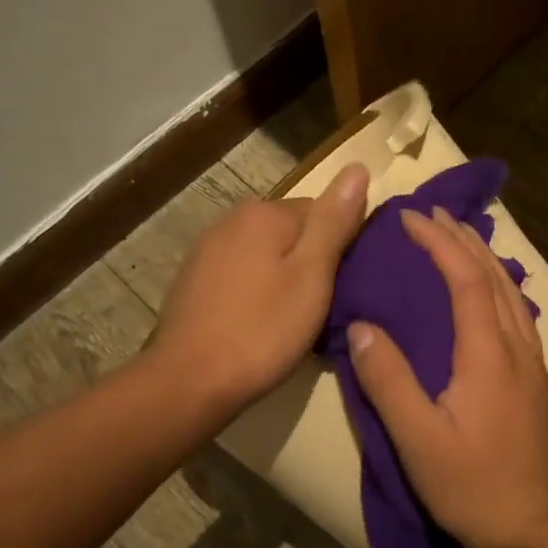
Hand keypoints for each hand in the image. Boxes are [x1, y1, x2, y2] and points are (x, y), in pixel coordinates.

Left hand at [150, 164, 369, 416]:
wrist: (189, 381)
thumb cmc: (262, 330)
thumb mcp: (312, 275)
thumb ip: (334, 221)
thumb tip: (357, 167)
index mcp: (264, 213)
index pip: (323, 212)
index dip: (341, 248)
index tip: (346, 286)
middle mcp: (232, 220)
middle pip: (293, 232)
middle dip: (312, 262)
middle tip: (324, 307)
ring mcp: (207, 250)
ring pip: (266, 255)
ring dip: (284, 277)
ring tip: (295, 319)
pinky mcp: (194, 280)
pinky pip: (242, 274)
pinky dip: (257, 292)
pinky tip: (260, 323)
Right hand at [348, 206, 547, 547]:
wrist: (526, 528)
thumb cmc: (468, 484)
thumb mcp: (416, 437)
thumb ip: (388, 379)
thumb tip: (362, 325)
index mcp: (489, 354)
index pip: (466, 279)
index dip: (439, 243)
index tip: (409, 218)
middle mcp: (517, 348)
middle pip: (494, 276)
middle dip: (462, 238)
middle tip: (431, 213)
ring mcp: (532, 364)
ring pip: (511, 292)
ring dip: (483, 257)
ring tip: (456, 237)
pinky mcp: (534, 380)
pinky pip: (517, 313)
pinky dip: (497, 284)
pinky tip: (485, 291)